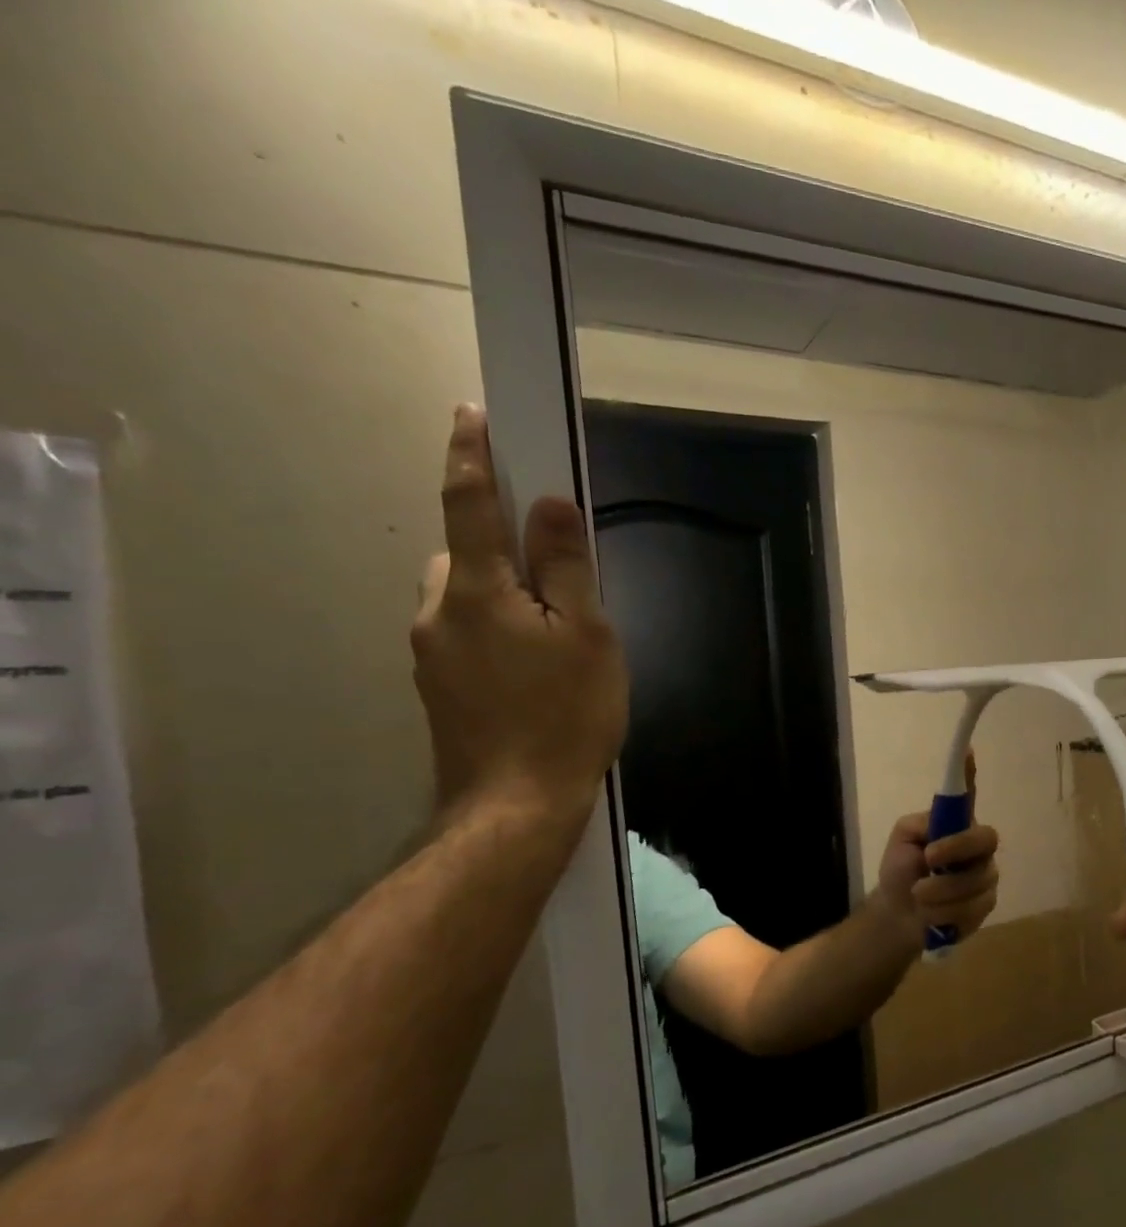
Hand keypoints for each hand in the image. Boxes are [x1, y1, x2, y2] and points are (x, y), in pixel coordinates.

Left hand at [410, 405, 628, 831]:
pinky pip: (465, 636)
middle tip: (557, 578)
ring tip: (553, 639)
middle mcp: (439, 612)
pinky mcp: (437, 687)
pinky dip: (495, 632)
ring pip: (464, 598)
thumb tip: (551, 506)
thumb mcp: (588, 638)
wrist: (516, 806)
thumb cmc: (565, 716)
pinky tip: (532, 674)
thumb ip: (568, 569)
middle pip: (466, 554)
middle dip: (502, 547)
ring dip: (501, 596)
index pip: (469, 504)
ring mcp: (430, 653)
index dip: (471, 456)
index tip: (471, 416)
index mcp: (478, 590)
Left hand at [874, 754, 1000, 946]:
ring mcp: (985, 875)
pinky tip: (933, 915)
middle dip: (956, 849)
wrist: (899, 915)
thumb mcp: (902, 841)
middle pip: (985, 839)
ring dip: (940, 891)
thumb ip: (920, 825)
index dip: (969, 772)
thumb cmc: (902, 870)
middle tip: (928, 858)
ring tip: (918, 896)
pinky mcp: (985, 904)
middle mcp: (977, 846)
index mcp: (956, 824)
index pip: (968, 794)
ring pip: (975, 880)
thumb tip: (938, 819)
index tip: (967, 749)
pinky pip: (972, 907)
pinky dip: (945, 913)